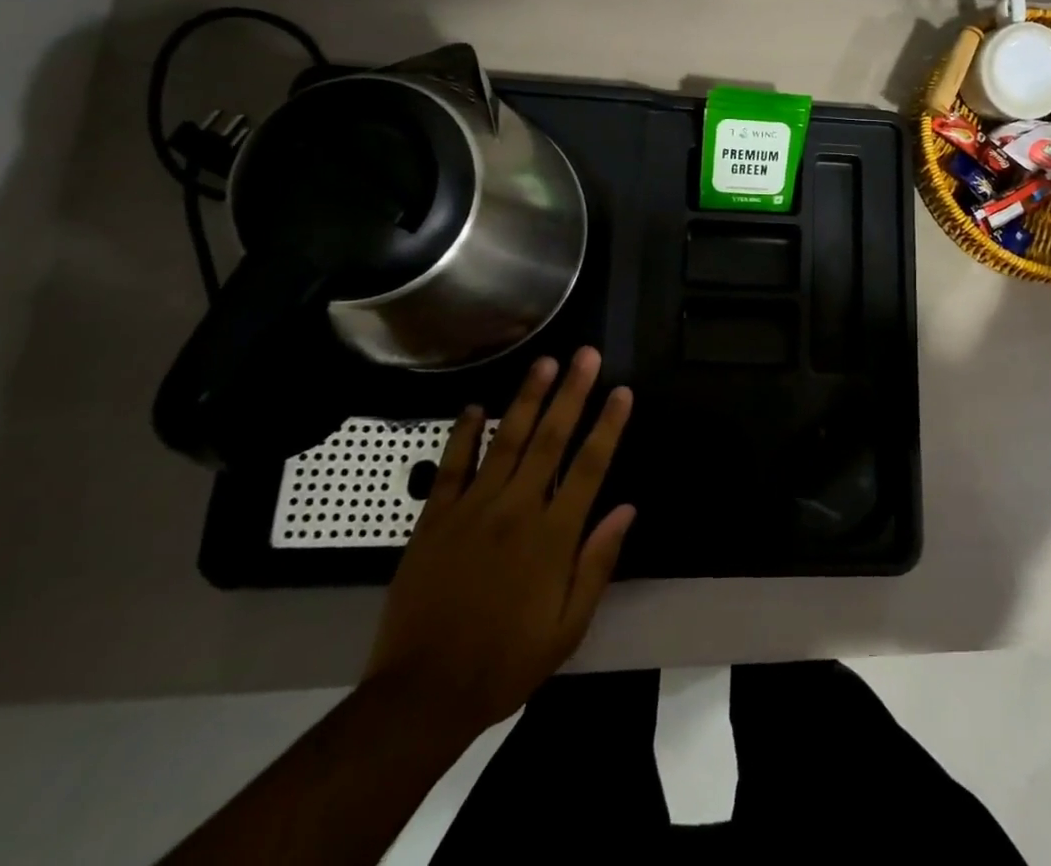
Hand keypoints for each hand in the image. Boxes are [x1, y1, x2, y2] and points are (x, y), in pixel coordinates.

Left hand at [363, 347, 634, 732]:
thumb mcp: (567, 627)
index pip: (589, 467)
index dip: (608, 425)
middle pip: (550, 439)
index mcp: (553, 537)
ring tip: (544, 362)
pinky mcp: (434, 519)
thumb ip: (598, 563)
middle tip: (586, 355)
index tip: (621, 391)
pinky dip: (463, 434)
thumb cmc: (505, 663)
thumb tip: (627, 509)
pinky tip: (473, 406)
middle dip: (571, 393)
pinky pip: (452, 466)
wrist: (422, 695)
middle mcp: (516, 510)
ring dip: (526, 398)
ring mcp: (472, 509)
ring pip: (505, 440)